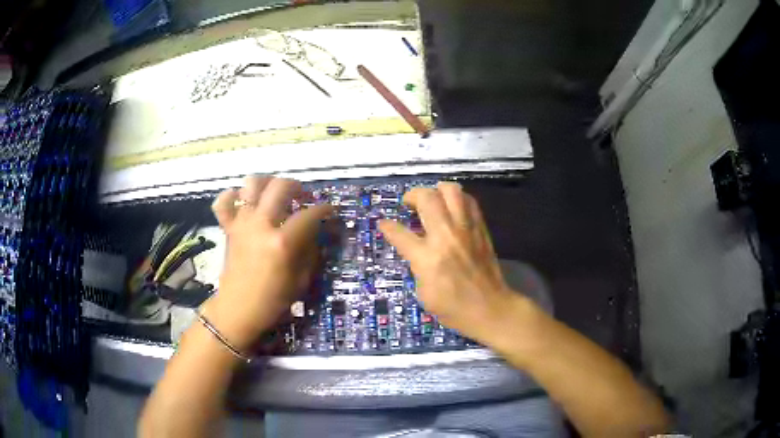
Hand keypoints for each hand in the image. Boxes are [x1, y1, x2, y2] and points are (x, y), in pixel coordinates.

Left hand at [203, 176, 331, 349]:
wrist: (238, 309)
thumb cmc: (273, 300)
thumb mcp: (301, 279)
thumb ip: (309, 251)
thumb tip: (314, 231)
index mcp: (282, 242)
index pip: (309, 214)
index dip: (324, 209)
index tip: (329, 210)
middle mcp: (261, 225)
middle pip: (280, 186)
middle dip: (297, 186)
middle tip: (302, 197)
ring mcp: (242, 223)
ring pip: (252, 184)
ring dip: (267, 183)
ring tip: (275, 194)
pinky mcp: (228, 227)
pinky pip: (223, 202)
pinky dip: (233, 196)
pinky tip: (244, 202)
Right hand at [379, 182, 529, 345]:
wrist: (490, 309)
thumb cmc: (453, 308)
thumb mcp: (423, 292)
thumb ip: (416, 265)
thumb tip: (415, 249)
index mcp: (427, 257)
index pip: (400, 234)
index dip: (387, 227)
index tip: (383, 223)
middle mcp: (446, 236)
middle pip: (427, 198)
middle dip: (413, 195)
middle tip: (409, 204)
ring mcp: (466, 229)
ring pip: (451, 190)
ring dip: (437, 190)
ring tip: (432, 200)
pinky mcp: (481, 228)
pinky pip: (469, 201)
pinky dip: (457, 199)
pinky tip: (452, 209)